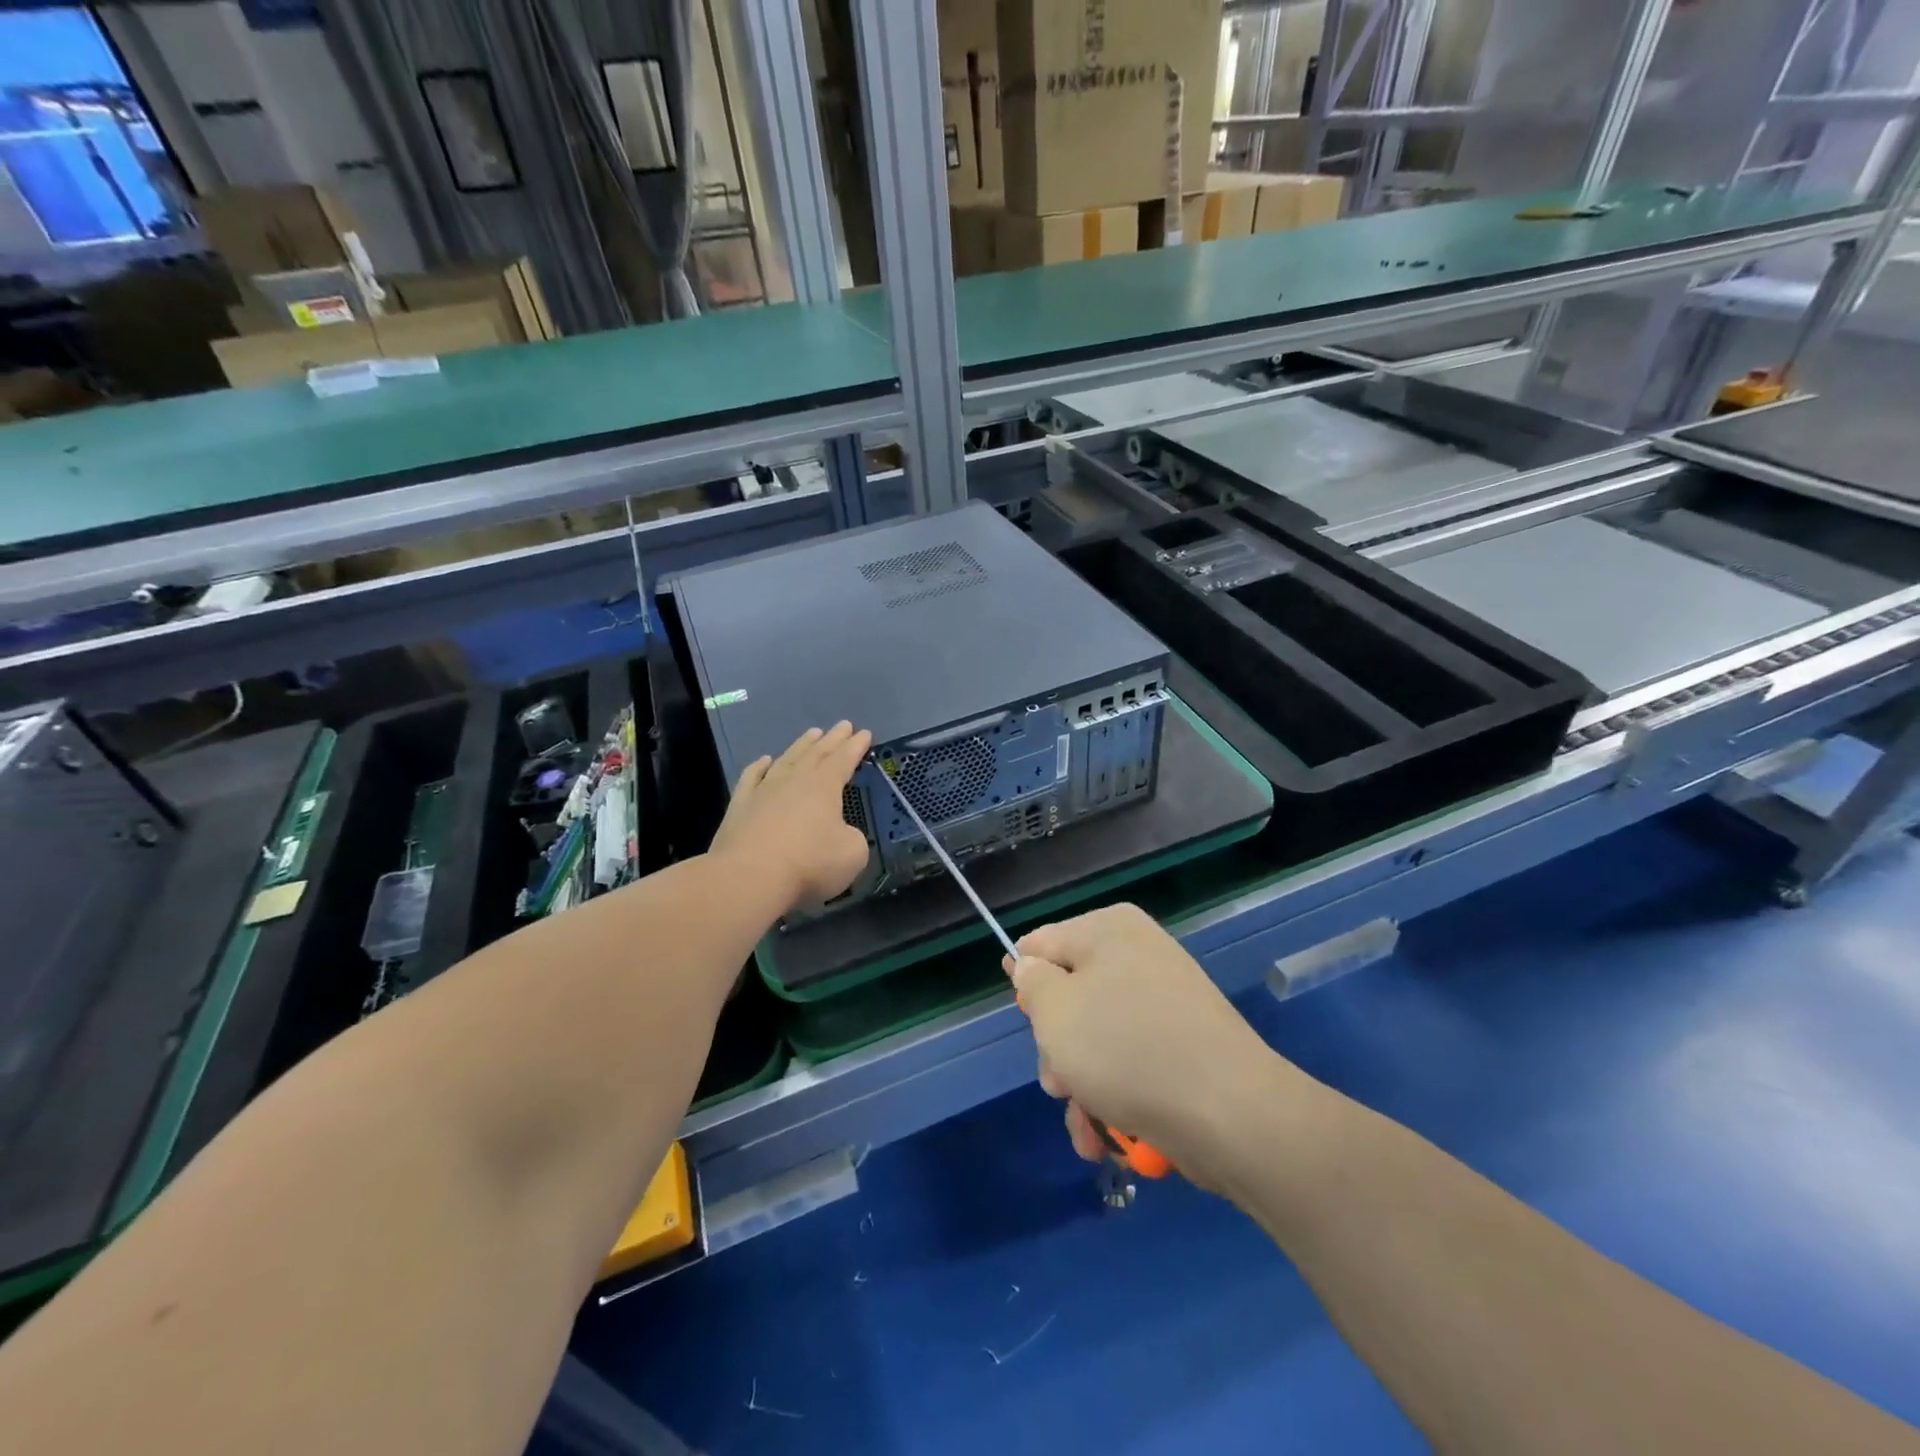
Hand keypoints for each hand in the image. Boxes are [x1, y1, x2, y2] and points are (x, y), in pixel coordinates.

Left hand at [711, 722, 873, 910]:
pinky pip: (751, 778)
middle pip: (817, 753)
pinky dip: (759, 767)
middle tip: (843, 725)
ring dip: (801, 746)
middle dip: (833, 739)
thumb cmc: (808, 863)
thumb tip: (841, 834)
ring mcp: (764, 790)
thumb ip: (852, 838)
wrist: (748, 876)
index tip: (864, 733)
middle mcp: (794, 780)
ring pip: (786, 760)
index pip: (844, 759)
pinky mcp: (739, 806)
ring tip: (812, 733)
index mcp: (824, 786)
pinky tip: (764, 761)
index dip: (856, 746)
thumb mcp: (852, 854)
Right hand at [1005, 904, 1294, 1188]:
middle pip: (1069, 996)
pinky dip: (1113, 1097)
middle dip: (1056, 1048)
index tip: (1027, 1024)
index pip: (1041, 945)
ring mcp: (1164, 1001)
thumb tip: (1031, 969)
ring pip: (1096, 1038)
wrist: (1230, 1113)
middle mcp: (1138, 955)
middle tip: (1058, 1083)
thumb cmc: (1127, 1049)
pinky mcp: (1183, 1045)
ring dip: (1081, 1085)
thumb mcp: (1055, 1011)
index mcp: (1108, 929)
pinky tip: (1107, 1138)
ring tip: (1087, 1125)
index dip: (1025, 985)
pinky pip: (1130, 1061)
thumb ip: (1032, 982)